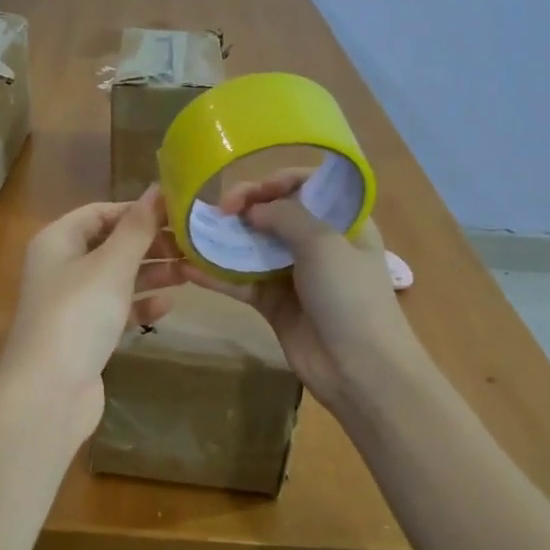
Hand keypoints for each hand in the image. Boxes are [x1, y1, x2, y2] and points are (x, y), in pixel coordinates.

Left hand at [0, 187, 186, 437]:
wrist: (48, 392)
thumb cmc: (78, 315)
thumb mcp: (111, 265)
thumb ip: (137, 228)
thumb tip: (158, 190)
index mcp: (57, 241)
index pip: (100, 212)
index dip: (136, 210)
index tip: (177, 213)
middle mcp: (61, 267)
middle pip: (110, 245)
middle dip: (149, 244)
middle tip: (191, 244)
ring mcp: (72, 303)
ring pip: (117, 278)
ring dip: (151, 273)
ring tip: (190, 271)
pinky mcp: (85, 335)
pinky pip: (117, 310)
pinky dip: (140, 305)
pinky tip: (168, 306)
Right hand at [183, 169, 421, 409]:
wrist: (360, 368)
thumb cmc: (350, 296)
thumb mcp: (324, 244)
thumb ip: (286, 216)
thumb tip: (252, 210)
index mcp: (343, 221)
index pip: (307, 186)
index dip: (276, 181)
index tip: (251, 193)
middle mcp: (318, 242)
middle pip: (276, 213)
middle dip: (245, 208)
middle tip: (217, 212)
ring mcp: (294, 273)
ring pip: (254, 246)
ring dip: (225, 239)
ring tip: (192, 233)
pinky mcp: (273, 303)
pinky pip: (241, 281)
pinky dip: (216, 275)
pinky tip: (188, 268)